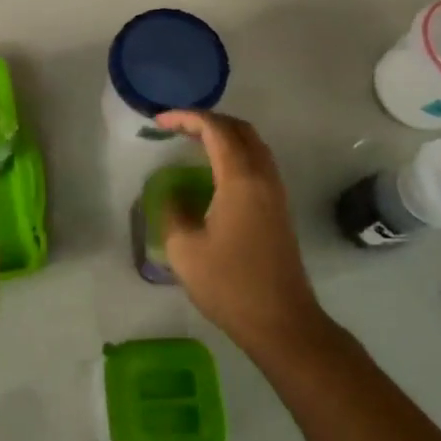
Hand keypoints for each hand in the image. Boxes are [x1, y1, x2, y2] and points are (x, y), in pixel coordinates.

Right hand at [156, 110, 323, 354]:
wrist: (281, 322)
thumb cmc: (229, 284)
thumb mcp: (185, 249)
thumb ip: (173, 212)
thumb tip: (173, 195)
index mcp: (240, 180)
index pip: (216, 130)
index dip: (186, 118)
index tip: (159, 121)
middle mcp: (263, 178)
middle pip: (240, 130)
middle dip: (207, 120)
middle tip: (177, 127)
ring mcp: (276, 193)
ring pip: (253, 145)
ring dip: (224, 135)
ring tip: (193, 143)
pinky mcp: (279, 209)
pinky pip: (258, 164)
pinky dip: (235, 154)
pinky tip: (215, 172)